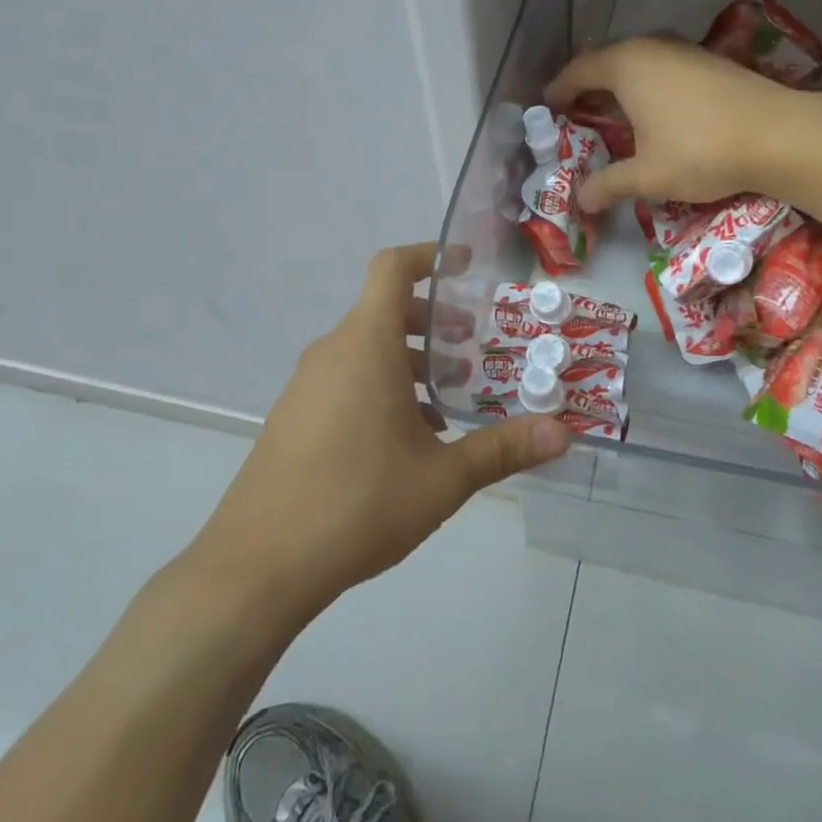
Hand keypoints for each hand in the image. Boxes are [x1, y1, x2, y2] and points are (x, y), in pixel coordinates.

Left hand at [181, 243, 569, 615]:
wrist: (258, 565)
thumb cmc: (358, 503)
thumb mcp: (442, 477)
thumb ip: (503, 449)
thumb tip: (564, 433)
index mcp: (366, 345)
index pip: (392, 269)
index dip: (430, 256)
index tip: (467, 265)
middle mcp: (332, 353)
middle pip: (385, 310)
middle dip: (434, 320)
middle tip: (473, 348)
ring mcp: (306, 386)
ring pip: (365, 348)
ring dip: (410, 359)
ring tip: (449, 400)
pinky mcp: (293, 417)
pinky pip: (345, 379)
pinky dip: (381, 385)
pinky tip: (408, 438)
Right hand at [546, 37, 804, 212]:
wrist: (779, 136)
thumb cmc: (701, 151)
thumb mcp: (648, 175)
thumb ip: (609, 184)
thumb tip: (582, 200)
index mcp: (626, 66)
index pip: (579, 70)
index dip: (559, 90)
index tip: (547, 107)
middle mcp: (651, 47)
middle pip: (607, 60)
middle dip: (588, 85)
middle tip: (576, 112)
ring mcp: (684, 51)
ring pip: (638, 62)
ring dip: (621, 84)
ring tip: (613, 112)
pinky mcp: (710, 62)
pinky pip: (663, 68)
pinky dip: (648, 85)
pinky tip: (656, 111)